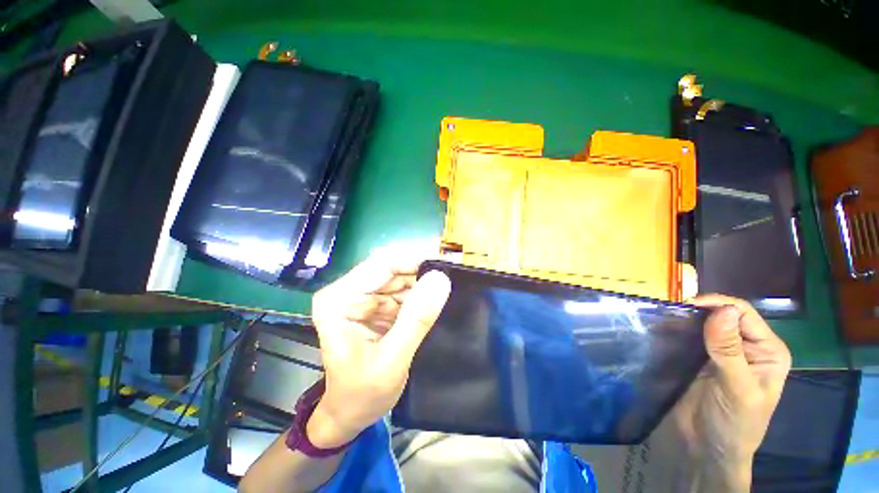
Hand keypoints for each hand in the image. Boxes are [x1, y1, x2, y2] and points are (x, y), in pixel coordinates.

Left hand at [306, 249, 450, 447]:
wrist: (349, 416)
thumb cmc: (361, 395)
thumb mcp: (392, 360)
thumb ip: (417, 319)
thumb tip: (440, 279)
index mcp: (339, 300)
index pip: (381, 264)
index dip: (414, 260)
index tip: (444, 266)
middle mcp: (348, 292)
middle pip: (391, 269)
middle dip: (420, 274)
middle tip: (449, 282)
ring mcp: (362, 298)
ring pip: (399, 278)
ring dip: (422, 285)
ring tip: (444, 294)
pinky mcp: (375, 307)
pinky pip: (402, 292)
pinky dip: (419, 296)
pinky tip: (432, 304)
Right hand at [671, 295, 791, 491]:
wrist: (706, 449)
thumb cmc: (734, 423)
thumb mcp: (737, 388)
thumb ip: (729, 350)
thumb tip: (722, 310)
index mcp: (766, 351)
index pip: (744, 314)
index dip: (718, 304)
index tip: (687, 304)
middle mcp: (746, 347)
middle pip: (723, 315)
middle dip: (699, 310)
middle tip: (672, 310)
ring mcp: (720, 352)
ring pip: (703, 324)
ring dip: (686, 319)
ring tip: (664, 317)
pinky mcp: (698, 358)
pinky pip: (688, 337)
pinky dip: (676, 330)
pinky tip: (663, 330)